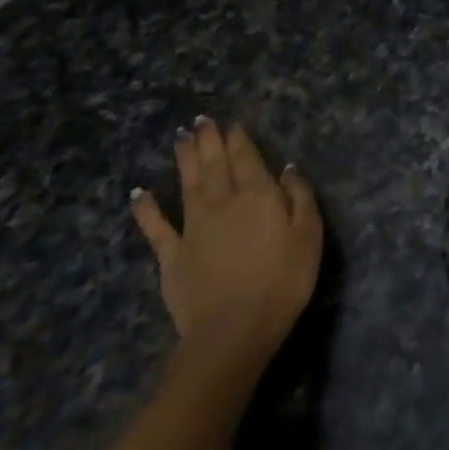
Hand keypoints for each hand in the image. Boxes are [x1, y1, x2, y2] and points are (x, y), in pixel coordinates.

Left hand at [131, 119, 322, 363]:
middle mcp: (223, 202)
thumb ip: (300, 197)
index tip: (232, 122)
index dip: (238, 138)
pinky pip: (156, 227)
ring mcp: (193, 227)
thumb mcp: (309, 235)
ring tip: (180, 137)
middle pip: (215, 164)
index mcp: (258, 195)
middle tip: (201, 119)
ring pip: (188, 183)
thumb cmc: (283, 281)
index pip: (247, 157)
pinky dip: (146, 208)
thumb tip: (287, 168)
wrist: (234, 330)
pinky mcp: (171, 255)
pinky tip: (139, 193)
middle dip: (209, 139)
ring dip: (184, 158)